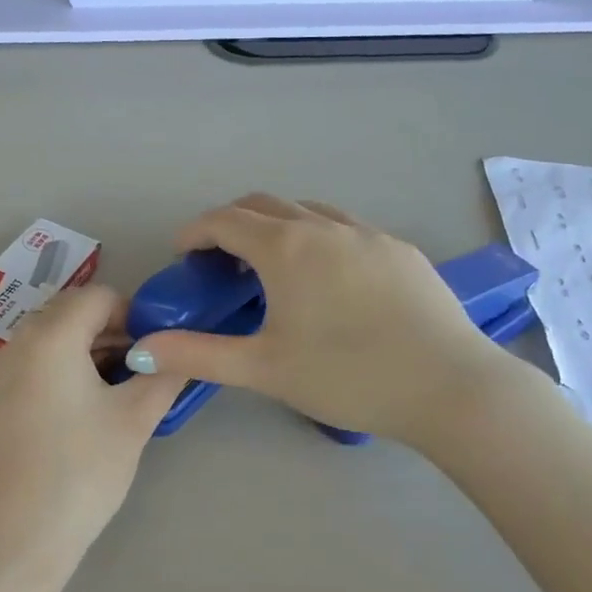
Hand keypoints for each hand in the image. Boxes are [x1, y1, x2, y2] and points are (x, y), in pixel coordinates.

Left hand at [0, 286, 182, 591]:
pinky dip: (72, 372)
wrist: (11, 543)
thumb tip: (185, 352)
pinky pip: (42, 365)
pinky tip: (94, 411)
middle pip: (76, 314)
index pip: (101, 297)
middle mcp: (20, 341)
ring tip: (128, 393)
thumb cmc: (78, 473)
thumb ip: (164, 375)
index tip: (163, 350)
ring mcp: (4, 372)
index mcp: (51, 334)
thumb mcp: (134, 420)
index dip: (137, 315)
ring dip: (96, 353)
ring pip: (59, 340)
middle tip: (149, 371)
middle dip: (117, 333)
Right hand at [125, 194, 515, 443]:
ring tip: (273, 267)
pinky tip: (330, 280)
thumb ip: (197, 354)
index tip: (183, 254)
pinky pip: (346, 228)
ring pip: (308, 211)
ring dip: (278, 226)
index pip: (225, 220)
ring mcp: (368, 233)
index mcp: (286, 248)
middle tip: (220, 260)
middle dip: (233, 222)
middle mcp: (324, 226)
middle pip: (264, 204)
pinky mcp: (401, 249)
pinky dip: (319, 237)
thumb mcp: (263, 369)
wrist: (449, 387)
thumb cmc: (347, 376)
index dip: (195, 231)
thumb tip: (141, 347)